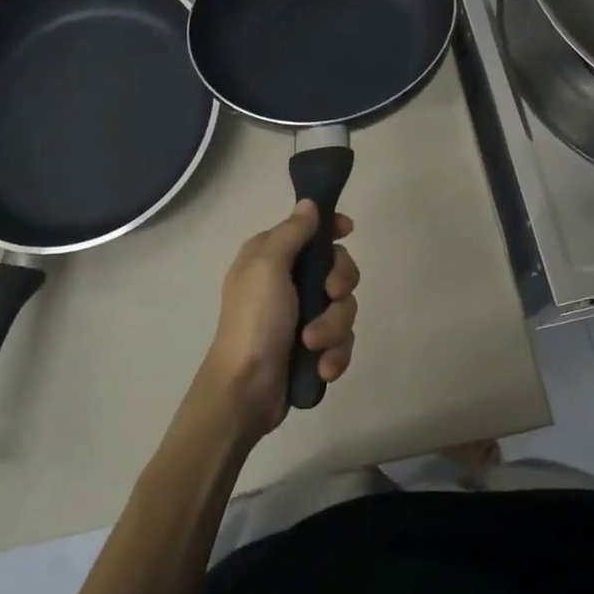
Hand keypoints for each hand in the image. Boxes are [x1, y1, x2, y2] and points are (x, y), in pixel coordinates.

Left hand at [198, 200, 359, 442]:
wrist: (245, 390)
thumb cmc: (253, 320)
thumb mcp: (266, 266)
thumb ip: (292, 232)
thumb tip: (309, 204)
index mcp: (271, 257)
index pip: (310, 230)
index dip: (332, 229)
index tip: (348, 232)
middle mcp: (288, 282)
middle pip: (338, 269)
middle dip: (339, 286)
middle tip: (328, 296)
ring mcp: (302, 316)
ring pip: (344, 308)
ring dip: (333, 327)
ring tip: (312, 345)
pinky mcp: (314, 348)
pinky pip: (342, 341)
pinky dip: (335, 354)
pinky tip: (322, 368)